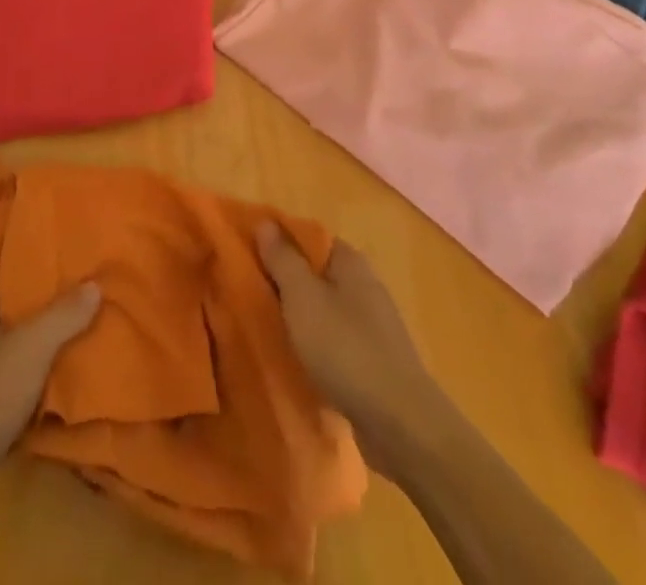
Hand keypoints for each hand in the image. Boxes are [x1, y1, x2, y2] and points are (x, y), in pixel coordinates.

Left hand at [0, 283, 100, 578]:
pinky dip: (28, 402)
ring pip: (12, 366)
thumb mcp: (32, 348)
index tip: (77, 287)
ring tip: (80, 361)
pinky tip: (54, 408)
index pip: (11, 290)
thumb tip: (94, 284)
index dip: (42, 287)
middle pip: (14, 328)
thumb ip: (64, 315)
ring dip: (40, 368)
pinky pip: (6, 401)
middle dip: (47, 328)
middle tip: (87, 323)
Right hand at [256, 223, 440, 467]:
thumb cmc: (346, 349)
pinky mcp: (373, 360)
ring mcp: (372, 324)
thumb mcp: (303, 298)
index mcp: (350, 261)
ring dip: (297, 316)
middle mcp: (364, 284)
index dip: (277, 243)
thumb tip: (265, 222)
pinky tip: (296, 360)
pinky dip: (314, 345)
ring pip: (323, 309)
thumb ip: (283, 259)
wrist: (400, 423)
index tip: (246, 257)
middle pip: (315, 273)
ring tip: (264, 329)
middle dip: (284, 282)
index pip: (308, 237)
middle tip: (247, 295)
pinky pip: (334, 340)